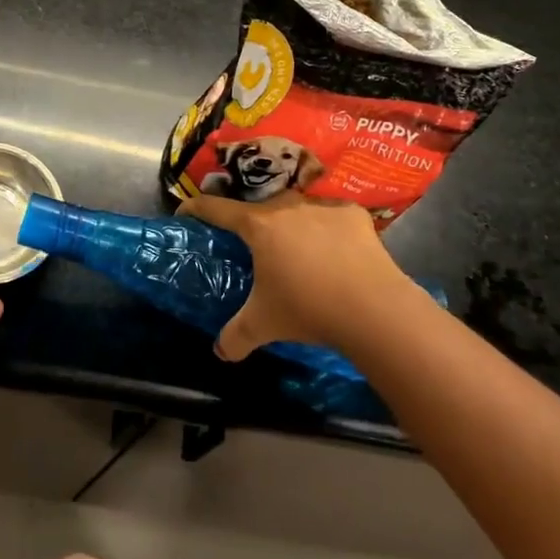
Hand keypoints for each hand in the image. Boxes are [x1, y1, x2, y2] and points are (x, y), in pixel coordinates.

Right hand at [179, 192, 410, 360]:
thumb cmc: (308, 309)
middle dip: (253, 225)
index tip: (186, 213)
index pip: (216, 209)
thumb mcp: (263, 325)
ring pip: (297, 210)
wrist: (373, 308)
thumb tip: (220, 352)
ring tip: (300, 253)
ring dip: (293, 227)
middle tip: (254, 249)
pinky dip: (329, 230)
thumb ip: (235, 336)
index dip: (196, 209)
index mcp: (258, 226)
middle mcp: (287, 206)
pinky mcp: (353, 213)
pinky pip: (332, 217)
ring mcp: (322, 206)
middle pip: (259, 209)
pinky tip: (336, 253)